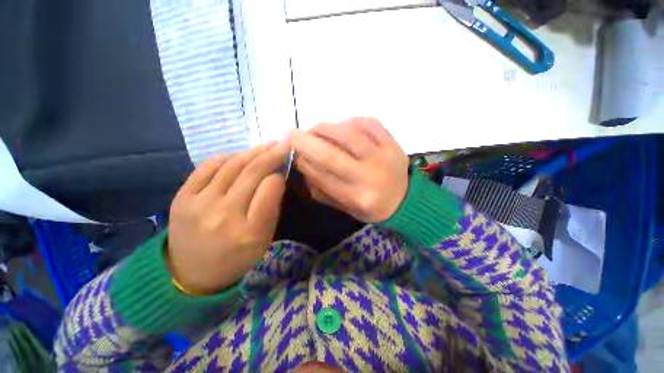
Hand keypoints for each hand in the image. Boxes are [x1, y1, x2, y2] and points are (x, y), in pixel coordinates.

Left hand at [167, 142, 289, 294]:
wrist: (191, 274)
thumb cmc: (236, 257)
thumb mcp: (264, 239)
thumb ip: (271, 208)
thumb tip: (275, 177)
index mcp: (250, 231)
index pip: (270, 189)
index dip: (279, 175)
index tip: (283, 169)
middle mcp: (224, 215)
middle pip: (252, 173)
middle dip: (271, 155)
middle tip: (281, 144)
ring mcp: (199, 204)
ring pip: (232, 166)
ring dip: (252, 152)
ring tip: (265, 146)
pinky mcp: (181, 198)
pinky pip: (207, 167)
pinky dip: (226, 158)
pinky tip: (237, 156)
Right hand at [290, 117, 408, 222]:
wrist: (405, 201)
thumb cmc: (372, 207)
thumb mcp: (346, 208)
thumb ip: (323, 191)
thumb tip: (303, 166)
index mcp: (357, 198)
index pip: (323, 177)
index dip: (304, 163)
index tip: (291, 153)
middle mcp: (370, 177)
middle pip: (332, 155)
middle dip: (306, 142)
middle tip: (290, 134)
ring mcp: (384, 157)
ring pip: (349, 135)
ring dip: (325, 128)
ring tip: (314, 128)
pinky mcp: (394, 143)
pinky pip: (369, 123)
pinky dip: (351, 121)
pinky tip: (342, 125)